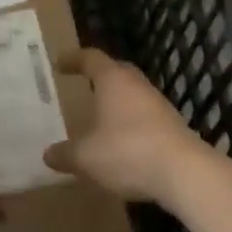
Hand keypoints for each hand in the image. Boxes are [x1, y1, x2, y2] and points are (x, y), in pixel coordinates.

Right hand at [44, 48, 207, 204]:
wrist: (184, 172)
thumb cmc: (127, 152)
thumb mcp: (86, 157)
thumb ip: (65, 154)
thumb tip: (48, 154)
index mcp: (113, 80)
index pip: (90, 58)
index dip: (73, 59)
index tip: (60, 64)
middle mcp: (136, 84)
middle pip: (116, 70)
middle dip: (99, 76)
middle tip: (84, 83)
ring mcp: (158, 104)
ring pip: (133, 93)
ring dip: (118, 102)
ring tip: (102, 116)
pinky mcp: (173, 125)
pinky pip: (145, 115)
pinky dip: (131, 122)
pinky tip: (123, 142)